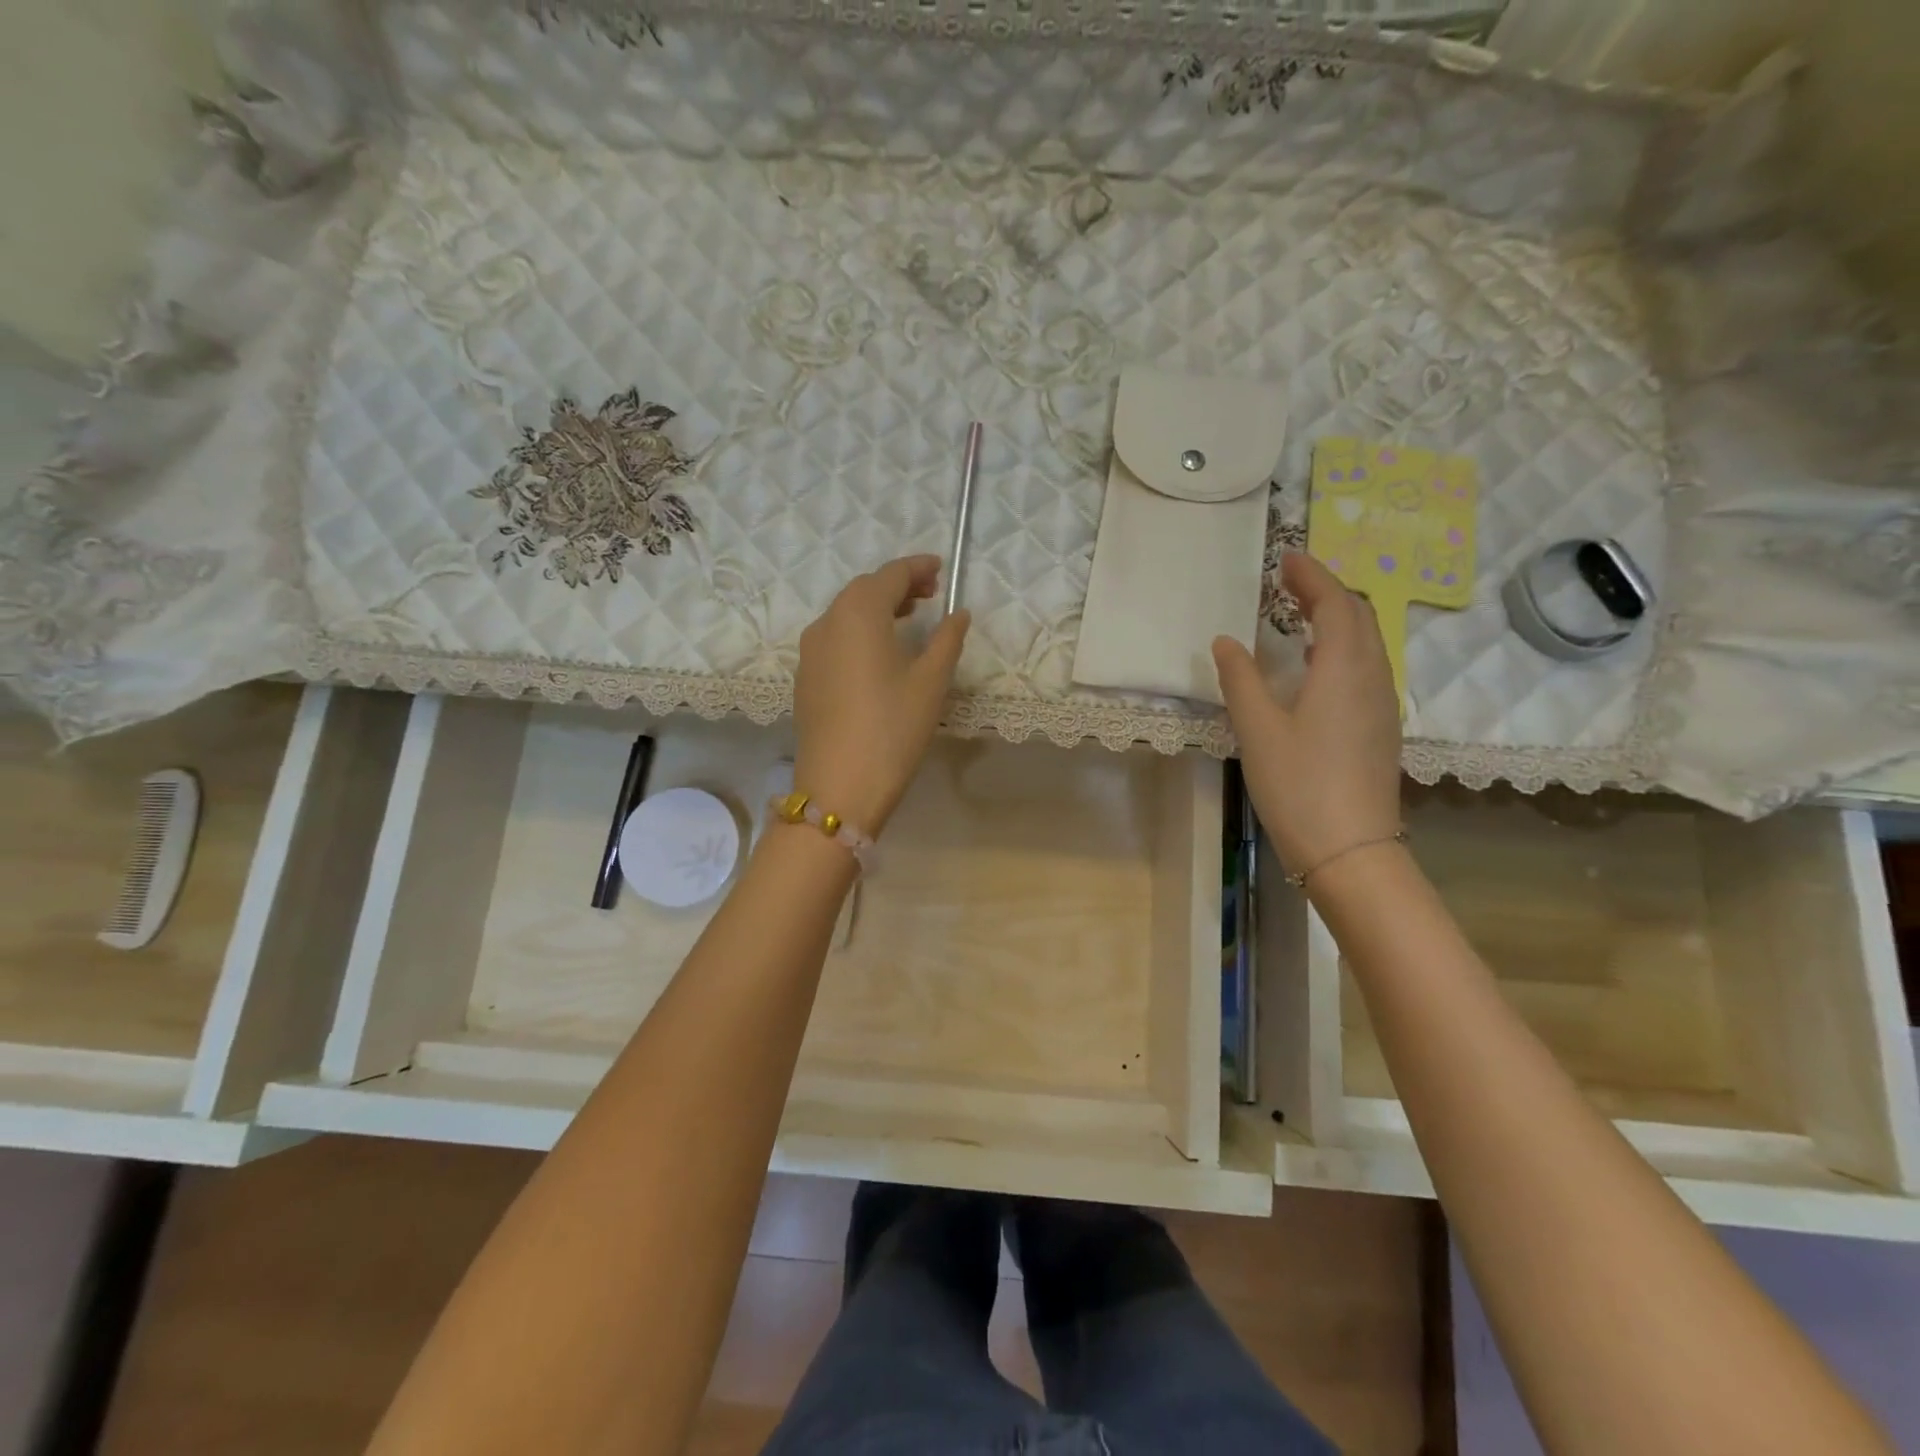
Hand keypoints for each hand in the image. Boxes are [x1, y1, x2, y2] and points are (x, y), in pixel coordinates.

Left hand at [794, 555, 970, 835]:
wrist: (839, 786)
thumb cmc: (892, 728)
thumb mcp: (930, 682)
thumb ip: (947, 640)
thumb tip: (958, 614)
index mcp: (859, 613)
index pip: (891, 575)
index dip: (918, 568)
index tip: (941, 569)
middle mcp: (827, 622)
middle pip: (864, 589)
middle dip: (898, 586)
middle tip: (930, 595)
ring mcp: (810, 651)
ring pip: (845, 613)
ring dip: (877, 608)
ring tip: (908, 619)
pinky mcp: (805, 677)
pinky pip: (834, 638)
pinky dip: (859, 631)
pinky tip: (879, 652)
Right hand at [1212, 551, 1401, 878]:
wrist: (1350, 849)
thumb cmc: (1299, 784)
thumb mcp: (1258, 728)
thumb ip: (1240, 678)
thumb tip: (1225, 640)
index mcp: (1344, 668)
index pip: (1335, 603)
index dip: (1311, 575)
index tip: (1284, 557)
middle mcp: (1373, 676)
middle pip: (1359, 616)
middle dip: (1326, 590)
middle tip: (1288, 581)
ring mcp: (1382, 704)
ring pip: (1367, 641)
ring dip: (1337, 617)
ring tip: (1299, 613)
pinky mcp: (1380, 727)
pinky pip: (1366, 666)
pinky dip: (1342, 646)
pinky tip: (1316, 663)